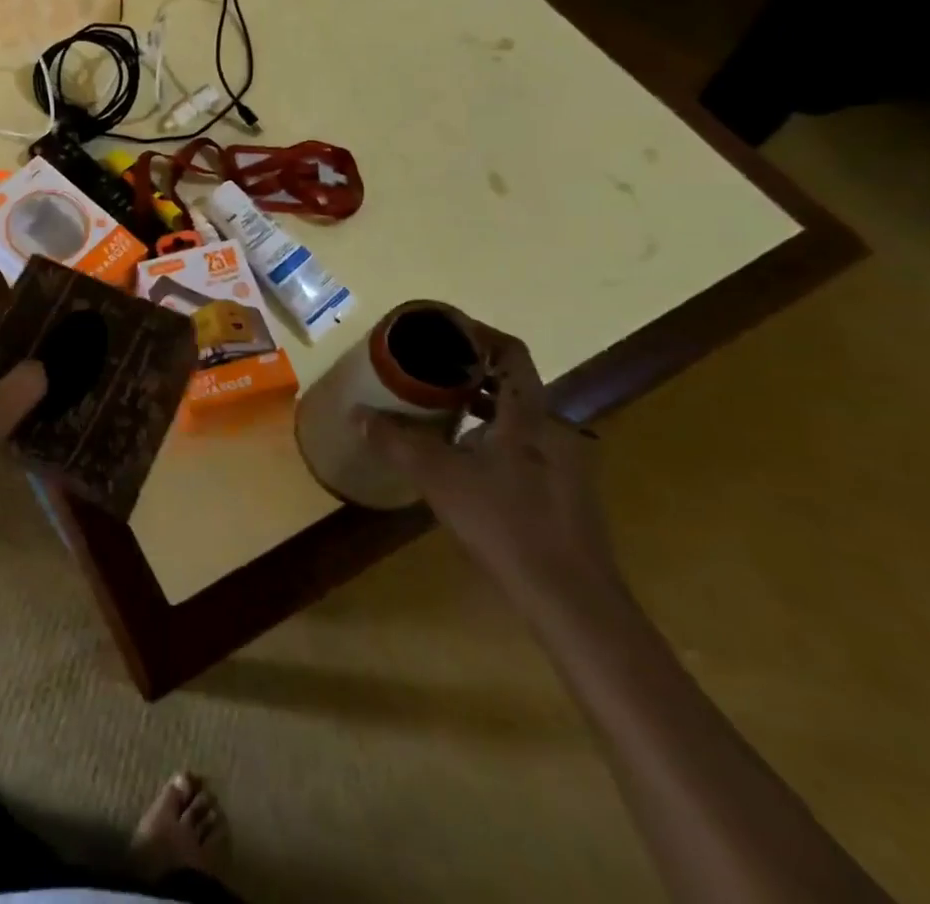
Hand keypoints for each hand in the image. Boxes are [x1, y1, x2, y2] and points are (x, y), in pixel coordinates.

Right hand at [365, 334, 622, 614]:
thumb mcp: (440, 477)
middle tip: (427, 372)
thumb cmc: (506, 523)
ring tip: (437, 412)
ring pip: (518, 418)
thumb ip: (397, 441)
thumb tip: (357, 414)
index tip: (442, 330)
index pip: (511, 352)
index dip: (478, 333)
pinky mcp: (565, 494)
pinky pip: (525, 447)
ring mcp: (565, 463)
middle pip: (512, 384)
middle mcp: (554, 429)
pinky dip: (493, 439)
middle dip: (469, 373)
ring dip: (480, 408)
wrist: (572, 600)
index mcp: (530, 414)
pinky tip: (464, 462)